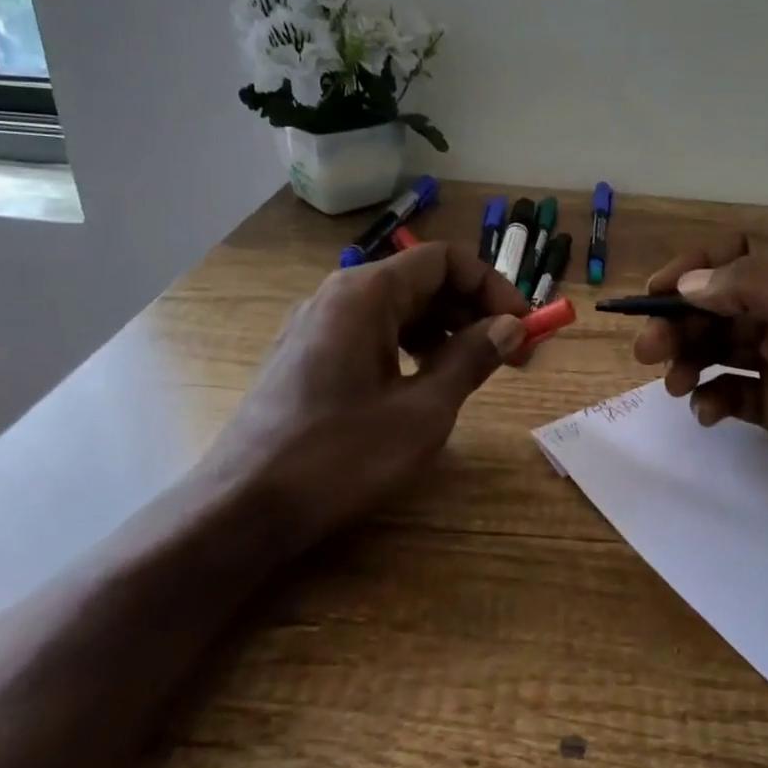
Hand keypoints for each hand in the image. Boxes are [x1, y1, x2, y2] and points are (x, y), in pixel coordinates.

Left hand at [199, 241, 529, 552]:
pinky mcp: (308, 355)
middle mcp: (339, 294)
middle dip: (473, 311)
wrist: (243, 507)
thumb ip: (471, 360)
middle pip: (422, 280)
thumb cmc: (340, 456)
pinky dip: (410, 347)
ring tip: (473, 371)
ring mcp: (318, 324)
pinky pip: (372, 332)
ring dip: (445, 330)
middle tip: (511, 354)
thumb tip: (510, 327)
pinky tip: (424, 383)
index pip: (445, 260)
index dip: (493, 287)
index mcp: (367, 293)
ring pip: (398, 308)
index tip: (523, 327)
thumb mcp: (423, 411)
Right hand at [632, 233, 767, 555]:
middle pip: (719, 305)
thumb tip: (690, 284)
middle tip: (646, 351)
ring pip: (717, 347)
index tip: (656, 294)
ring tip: (674, 385)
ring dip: (687, 359)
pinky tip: (708, 415)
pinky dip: (711, 398)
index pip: (739, 258)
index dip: (694, 269)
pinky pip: (729, 391)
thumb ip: (760, 290)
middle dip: (679, 322)